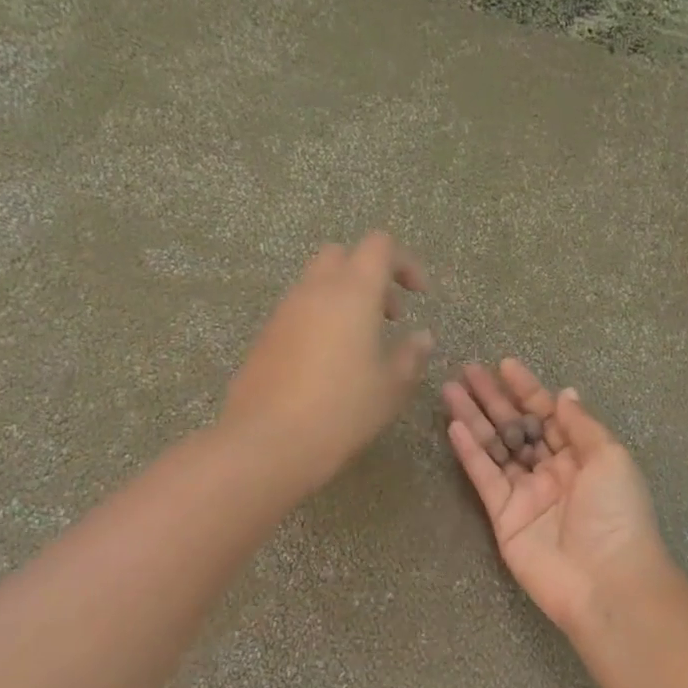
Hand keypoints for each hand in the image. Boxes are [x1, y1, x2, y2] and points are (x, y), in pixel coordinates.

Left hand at [224, 233, 433, 490]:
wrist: (269, 441)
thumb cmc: (343, 409)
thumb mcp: (391, 387)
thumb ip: (411, 355)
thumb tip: (421, 337)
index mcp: (352, 292)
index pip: (379, 246)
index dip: (405, 263)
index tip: (419, 295)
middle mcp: (315, 290)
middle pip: (342, 256)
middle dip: (370, 275)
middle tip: (389, 315)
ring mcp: (285, 312)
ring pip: (317, 283)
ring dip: (344, 299)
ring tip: (362, 344)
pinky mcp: (266, 336)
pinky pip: (299, 311)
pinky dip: (321, 320)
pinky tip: (330, 364)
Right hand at [443, 360, 668, 631]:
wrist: (606, 580)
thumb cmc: (616, 513)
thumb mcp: (610, 457)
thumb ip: (581, 425)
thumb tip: (564, 393)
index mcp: (582, 456)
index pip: (549, 414)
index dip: (528, 389)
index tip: (505, 365)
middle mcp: (552, 471)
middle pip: (517, 427)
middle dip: (494, 399)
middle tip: (467, 371)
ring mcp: (526, 494)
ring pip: (495, 448)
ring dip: (474, 419)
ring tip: (449, 390)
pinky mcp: (504, 517)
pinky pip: (484, 478)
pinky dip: (469, 453)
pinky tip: (454, 426)